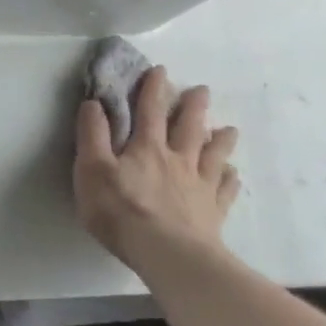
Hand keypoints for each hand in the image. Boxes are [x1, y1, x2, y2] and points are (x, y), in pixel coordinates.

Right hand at [73, 66, 240, 270]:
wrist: (168, 254)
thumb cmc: (121, 210)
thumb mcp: (92, 169)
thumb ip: (92, 135)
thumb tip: (93, 103)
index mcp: (145, 148)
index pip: (148, 111)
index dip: (152, 89)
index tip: (160, 70)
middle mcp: (177, 160)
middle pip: (188, 128)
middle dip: (192, 107)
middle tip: (202, 90)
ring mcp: (199, 186)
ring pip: (213, 155)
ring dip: (220, 139)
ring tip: (228, 129)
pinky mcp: (212, 212)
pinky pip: (224, 190)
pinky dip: (230, 179)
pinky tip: (233, 175)